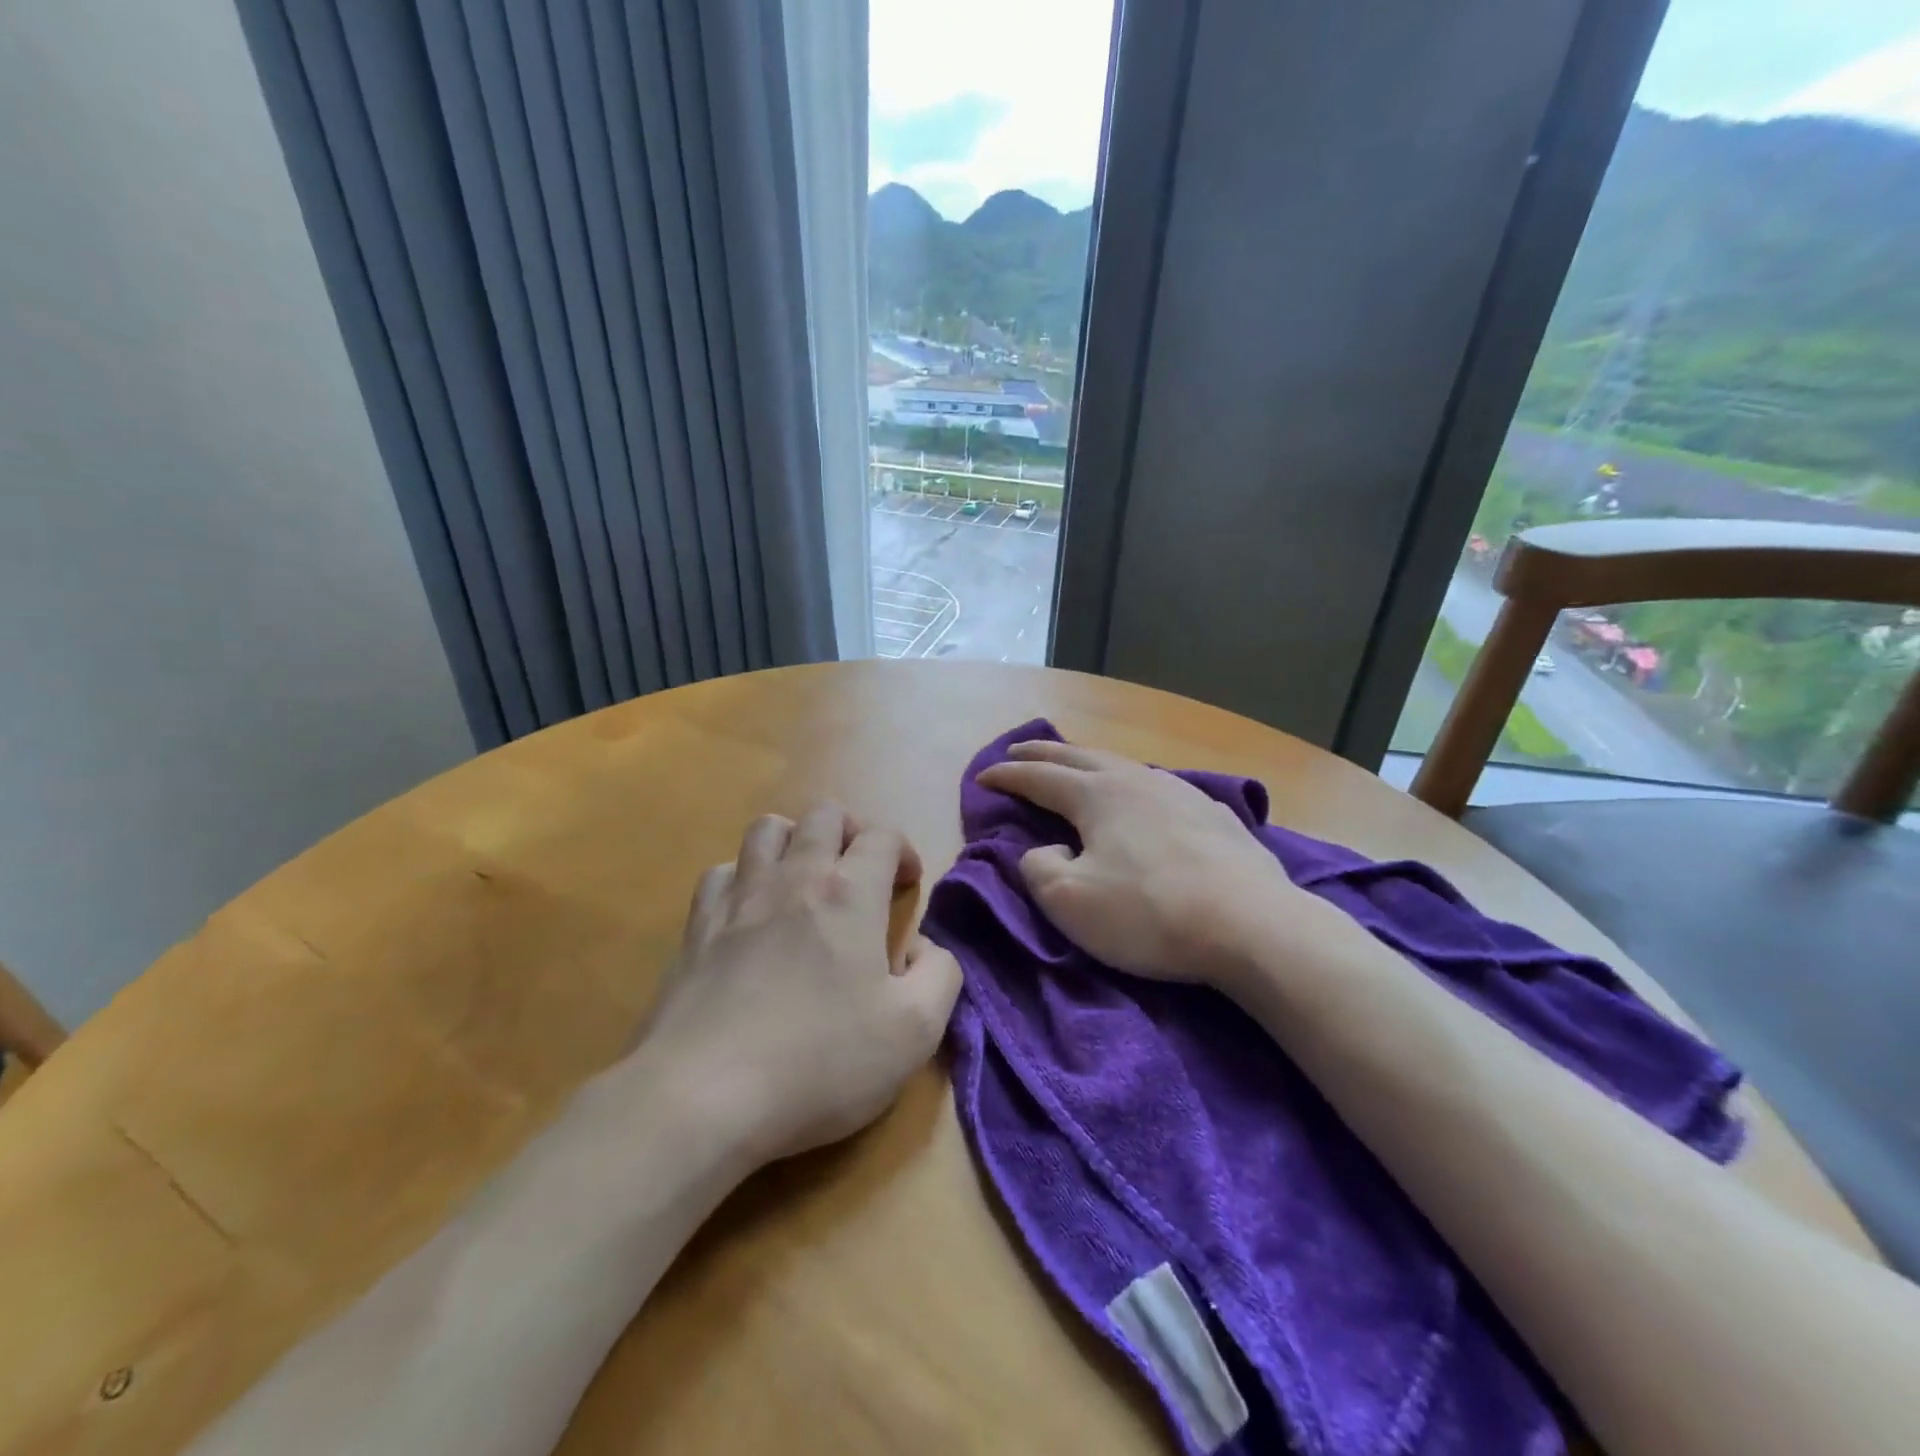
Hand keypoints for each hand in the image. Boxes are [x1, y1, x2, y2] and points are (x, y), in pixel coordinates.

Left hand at [634, 803, 961, 1170]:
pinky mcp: (696, 927)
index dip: (903, 851)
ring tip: (806, 877)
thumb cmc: (821, 1062)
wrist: (703, 1096)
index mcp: (850, 894)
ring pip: (767, 829)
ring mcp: (739, 898)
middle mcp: (794, 877)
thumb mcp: (915, 1031)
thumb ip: (940, 975)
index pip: (883, 836)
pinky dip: (744, 876)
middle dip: (851, 830)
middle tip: (861, 870)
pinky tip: (750, 910)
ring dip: (795, 839)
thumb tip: (926, 948)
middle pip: (823, 815)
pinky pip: (722, 872)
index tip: (908, 884)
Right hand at [977, 741, 1314, 991]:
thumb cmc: (1150, 914)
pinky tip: (1138, 795)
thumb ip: (1038, 868)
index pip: (1038, 777)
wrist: (1253, 925)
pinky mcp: (1212, 812)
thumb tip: (1047, 848)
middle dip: (1041, 753)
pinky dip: (1127, 781)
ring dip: (1086, 762)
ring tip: (1072, 767)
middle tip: (1016, 751)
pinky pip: (1154, 784)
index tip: (982, 778)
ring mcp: (1178, 791)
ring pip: (1120, 764)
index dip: (1006, 776)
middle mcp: (1135, 779)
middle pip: (1077, 756)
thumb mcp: (1070, 902)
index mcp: (1096, 794)